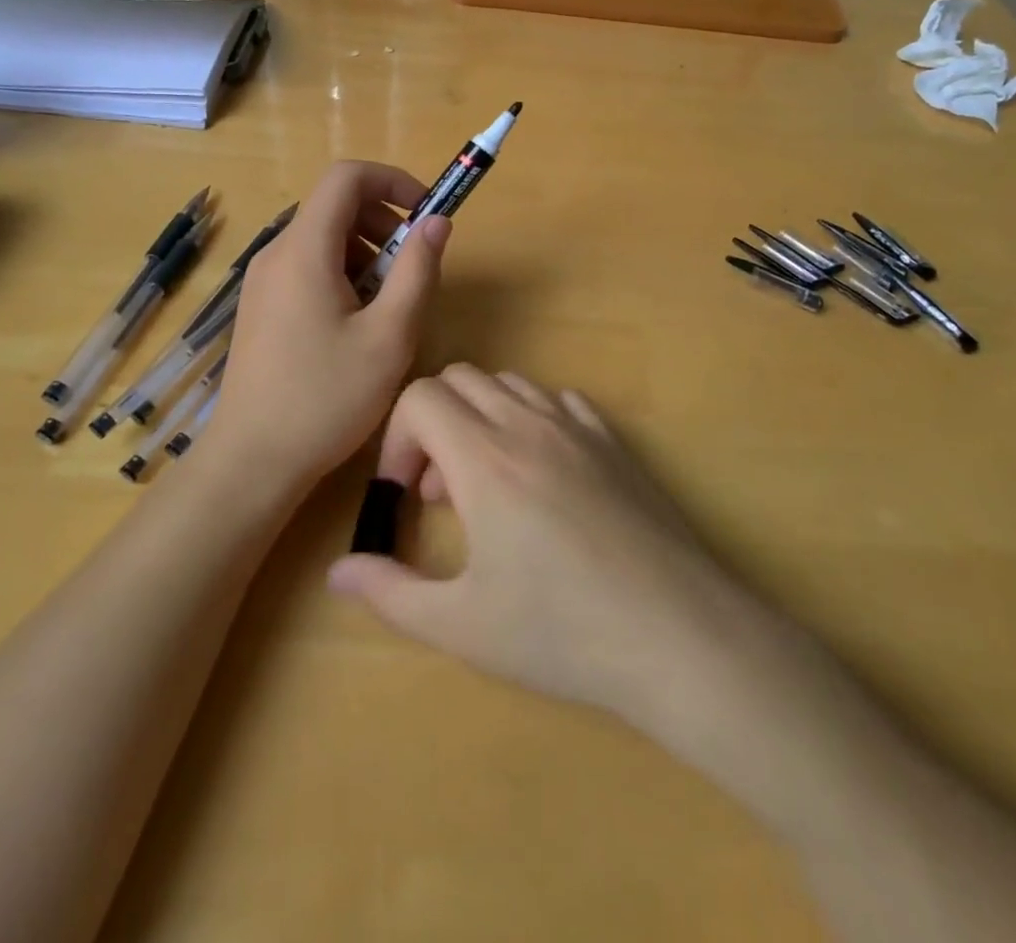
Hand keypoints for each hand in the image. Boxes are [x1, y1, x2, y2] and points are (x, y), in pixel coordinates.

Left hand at [205, 162, 449, 493]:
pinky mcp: (262, 307)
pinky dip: (342, 275)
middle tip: (412, 269)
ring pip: (323, 239)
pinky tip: (356, 326)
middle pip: (335, 206)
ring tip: (388, 306)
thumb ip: (418, 271)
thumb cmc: (326, 398)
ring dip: (366, 254)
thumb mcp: (390, 336)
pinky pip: (308, 267)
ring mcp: (264, 281)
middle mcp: (277, 254)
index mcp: (304, 250)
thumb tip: (436, 222)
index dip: (393, 181)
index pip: (346, 177)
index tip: (426, 213)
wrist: (253, 461)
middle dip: (384, 223)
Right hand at [327, 365, 749, 725]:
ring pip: (509, 385)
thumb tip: (337, 571)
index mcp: (484, 459)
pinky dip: (532, 420)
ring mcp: (577, 427)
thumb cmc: (562, 633)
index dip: (397, 438)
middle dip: (433, 423)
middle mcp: (527, 425)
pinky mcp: (614, 441)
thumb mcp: (463, 624)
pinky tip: (543, 476)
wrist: (678, 636)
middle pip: (460, 379)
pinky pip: (558, 401)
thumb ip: (390, 591)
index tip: (404, 494)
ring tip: (489, 485)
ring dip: (481, 419)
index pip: (420, 397)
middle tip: (441, 493)